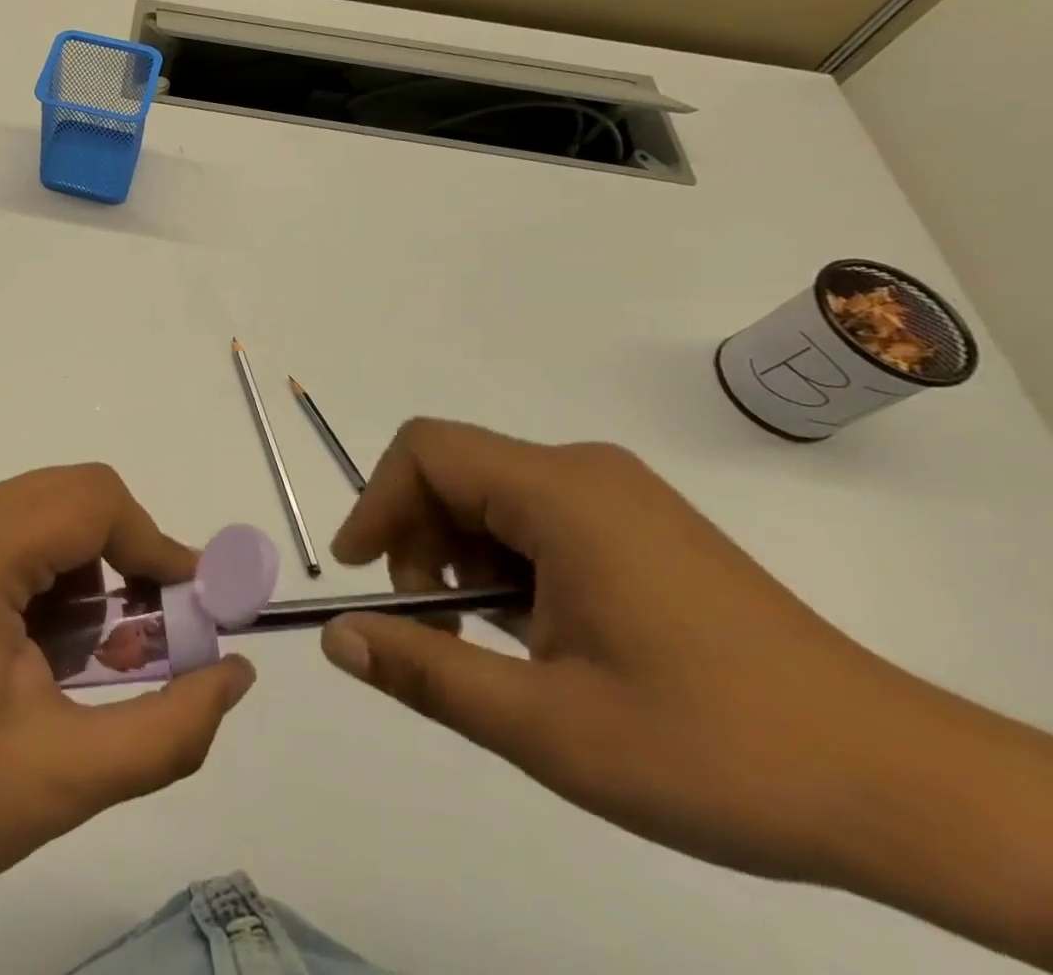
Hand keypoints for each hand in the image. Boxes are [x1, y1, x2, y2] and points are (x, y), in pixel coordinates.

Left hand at [0, 464, 255, 907]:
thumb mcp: (66, 776)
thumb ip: (169, 728)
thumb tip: (237, 674)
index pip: (97, 503)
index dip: (159, 547)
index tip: (195, 612)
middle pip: (79, 496)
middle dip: (131, 558)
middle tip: (154, 636)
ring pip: (56, 512)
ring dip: (96, 571)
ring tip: (94, 656)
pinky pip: (25, 532)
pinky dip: (60, 577)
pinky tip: (49, 649)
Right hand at [318, 419, 905, 884]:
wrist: (905, 790)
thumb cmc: (716, 750)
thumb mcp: (549, 727)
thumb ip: (428, 673)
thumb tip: (337, 639)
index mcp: (561, 492)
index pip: (426, 451)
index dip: (376, 502)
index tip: (360, 574)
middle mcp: (585, 473)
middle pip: (455, 474)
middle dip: (418, 542)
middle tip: (431, 631)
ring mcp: (618, 499)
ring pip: (493, 501)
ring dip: (461, 562)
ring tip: (484, 647)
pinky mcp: (640, 529)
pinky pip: (537, 522)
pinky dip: (506, 568)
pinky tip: (534, 639)